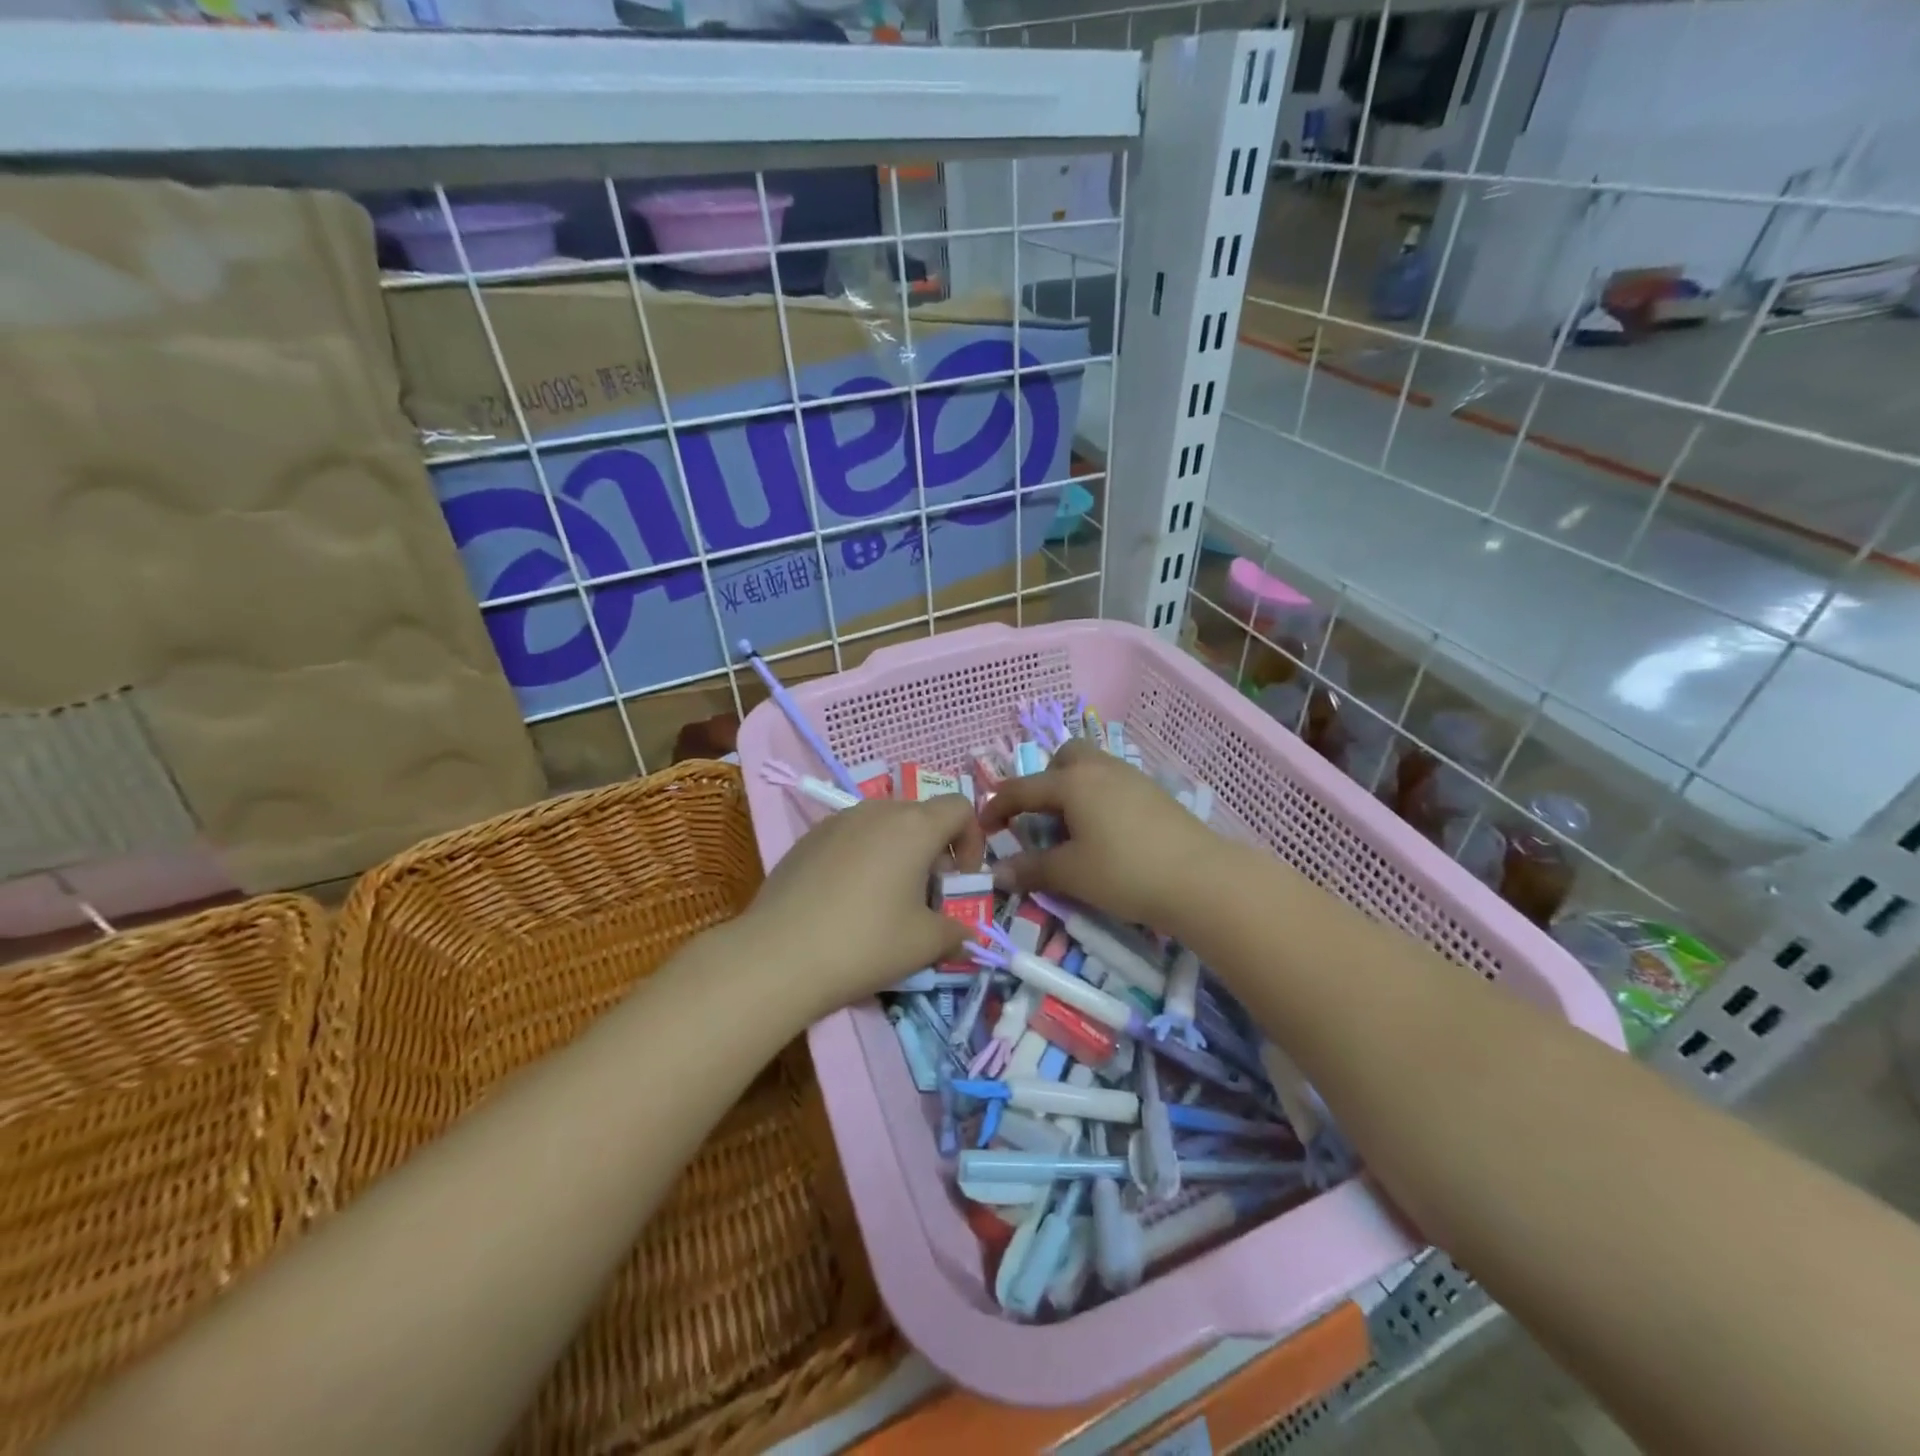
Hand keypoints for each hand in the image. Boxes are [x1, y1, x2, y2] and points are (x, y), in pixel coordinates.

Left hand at [737, 795, 984, 1018]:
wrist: (777, 956)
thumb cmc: (865, 943)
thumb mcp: (925, 944)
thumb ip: (956, 931)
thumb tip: (963, 932)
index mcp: (914, 826)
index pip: (959, 808)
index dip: (971, 841)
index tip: (960, 881)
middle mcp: (876, 811)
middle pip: (921, 816)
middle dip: (934, 852)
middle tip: (926, 897)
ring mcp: (836, 821)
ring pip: (883, 826)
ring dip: (898, 853)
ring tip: (885, 900)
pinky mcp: (807, 839)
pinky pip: (850, 838)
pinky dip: (863, 858)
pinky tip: (846, 901)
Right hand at [979, 738, 1224, 936]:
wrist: (1201, 879)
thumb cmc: (1125, 872)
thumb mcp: (1071, 874)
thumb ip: (1031, 869)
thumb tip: (998, 872)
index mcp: (1072, 783)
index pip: (1022, 788)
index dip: (997, 806)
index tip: (984, 827)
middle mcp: (1099, 769)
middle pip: (1063, 758)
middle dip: (1045, 782)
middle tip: (1042, 819)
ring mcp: (1131, 778)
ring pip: (1092, 768)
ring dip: (1073, 789)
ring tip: (1073, 828)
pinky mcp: (1154, 794)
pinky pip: (1113, 784)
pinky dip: (1098, 799)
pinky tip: (1107, 833)